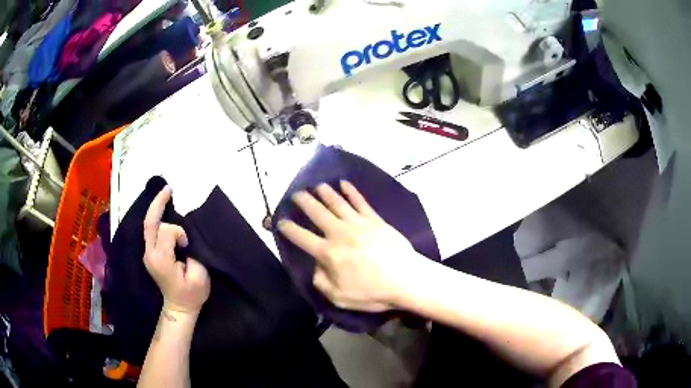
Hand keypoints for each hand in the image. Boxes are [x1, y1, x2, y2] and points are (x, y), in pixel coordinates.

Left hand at [143, 186, 210, 314]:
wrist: (178, 308)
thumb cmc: (192, 294)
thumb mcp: (199, 275)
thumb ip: (193, 252)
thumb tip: (184, 237)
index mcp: (161, 260)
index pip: (166, 231)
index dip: (179, 232)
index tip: (187, 244)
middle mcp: (150, 254)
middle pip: (149, 222)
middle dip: (158, 203)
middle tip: (168, 189)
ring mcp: (147, 254)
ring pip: (147, 224)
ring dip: (156, 208)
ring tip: (166, 195)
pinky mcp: (149, 253)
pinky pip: (150, 230)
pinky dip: (155, 217)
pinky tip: (163, 210)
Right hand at [278, 181, 423, 311]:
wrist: (405, 279)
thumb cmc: (372, 292)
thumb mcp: (340, 298)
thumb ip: (321, 282)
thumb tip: (316, 267)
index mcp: (328, 253)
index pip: (301, 237)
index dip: (288, 228)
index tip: (280, 221)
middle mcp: (339, 233)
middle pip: (317, 212)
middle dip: (303, 202)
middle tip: (295, 194)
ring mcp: (358, 223)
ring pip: (336, 202)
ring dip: (324, 192)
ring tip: (316, 185)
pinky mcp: (375, 219)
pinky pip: (360, 201)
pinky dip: (351, 191)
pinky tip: (344, 183)